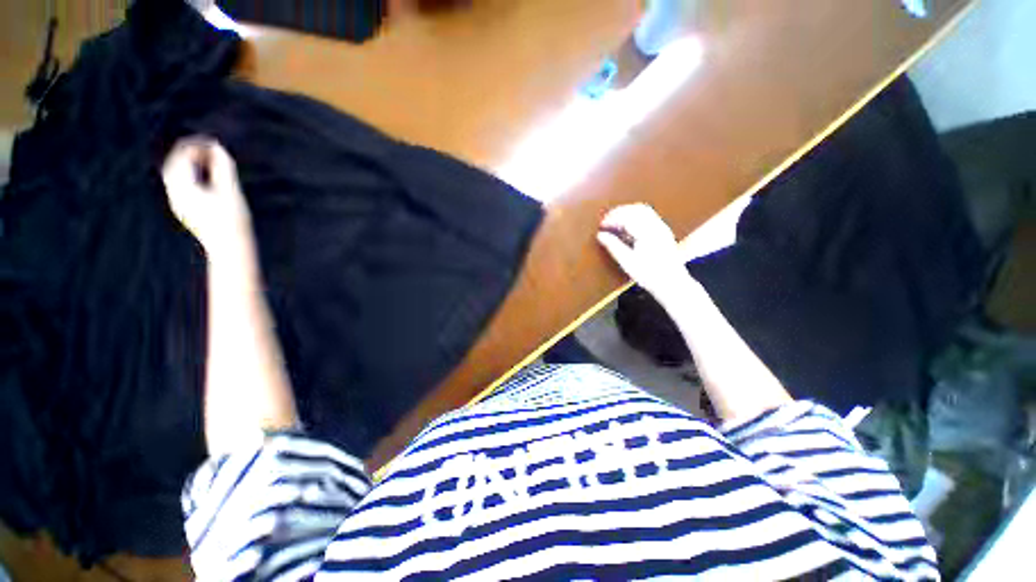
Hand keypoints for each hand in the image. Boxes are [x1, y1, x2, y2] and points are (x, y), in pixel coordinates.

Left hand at [161, 137, 253, 262]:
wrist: (229, 248)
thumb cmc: (233, 220)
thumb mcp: (232, 190)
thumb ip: (223, 167)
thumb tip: (217, 147)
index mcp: (183, 187)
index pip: (182, 157)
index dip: (196, 145)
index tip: (214, 143)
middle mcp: (175, 193)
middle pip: (175, 164)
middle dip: (191, 153)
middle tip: (211, 148)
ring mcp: (178, 202)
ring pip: (177, 175)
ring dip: (192, 164)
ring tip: (210, 160)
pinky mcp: (185, 209)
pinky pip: (181, 185)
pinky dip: (192, 175)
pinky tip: (207, 176)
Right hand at [597, 203, 693, 305]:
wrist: (671, 283)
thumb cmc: (649, 275)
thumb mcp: (627, 262)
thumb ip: (613, 246)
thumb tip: (601, 235)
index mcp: (647, 233)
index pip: (627, 217)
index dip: (612, 219)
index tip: (601, 225)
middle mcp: (657, 227)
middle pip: (636, 209)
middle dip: (619, 212)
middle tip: (606, 220)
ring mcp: (662, 228)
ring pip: (643, 210)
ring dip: (627, 213)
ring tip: (615, 222)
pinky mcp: (663, 232)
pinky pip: (648, 216)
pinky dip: (635, 217)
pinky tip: (627, 227)